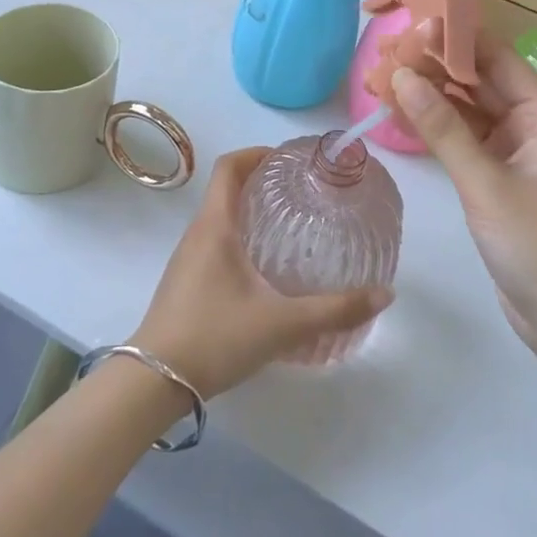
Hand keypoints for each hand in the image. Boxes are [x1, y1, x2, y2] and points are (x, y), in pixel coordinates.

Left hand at [133, 147, 393, 398]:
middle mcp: (197, 233)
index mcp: (215, 225)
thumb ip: (334, 310)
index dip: (256, 153)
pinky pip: (214, 242)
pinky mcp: (185, 282)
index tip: (287, 159)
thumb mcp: (282, 324)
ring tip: (288, 226)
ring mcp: (187, 259)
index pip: (229, 167)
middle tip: (299, 192)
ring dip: (249, 211)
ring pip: (219, 218)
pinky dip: (239, 238)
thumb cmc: (215, 337)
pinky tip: (263, 270)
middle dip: (261, 182)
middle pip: (226, 189)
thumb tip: (384, 294)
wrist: (152, 383)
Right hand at [391, 41, 536, 367]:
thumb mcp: (486, 184)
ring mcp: (512, 150)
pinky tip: (398, 114)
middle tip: (383, 54)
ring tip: (379, 79)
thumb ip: (443, 128)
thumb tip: (401, 74)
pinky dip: (433, 127)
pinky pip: (462, 138)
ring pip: (465, 109)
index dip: (454, 39)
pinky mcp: (497, 175)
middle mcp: (529, 123)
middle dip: (432, 67)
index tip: (410, 27)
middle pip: (477, 80)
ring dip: (428, 96)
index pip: (495, 58)